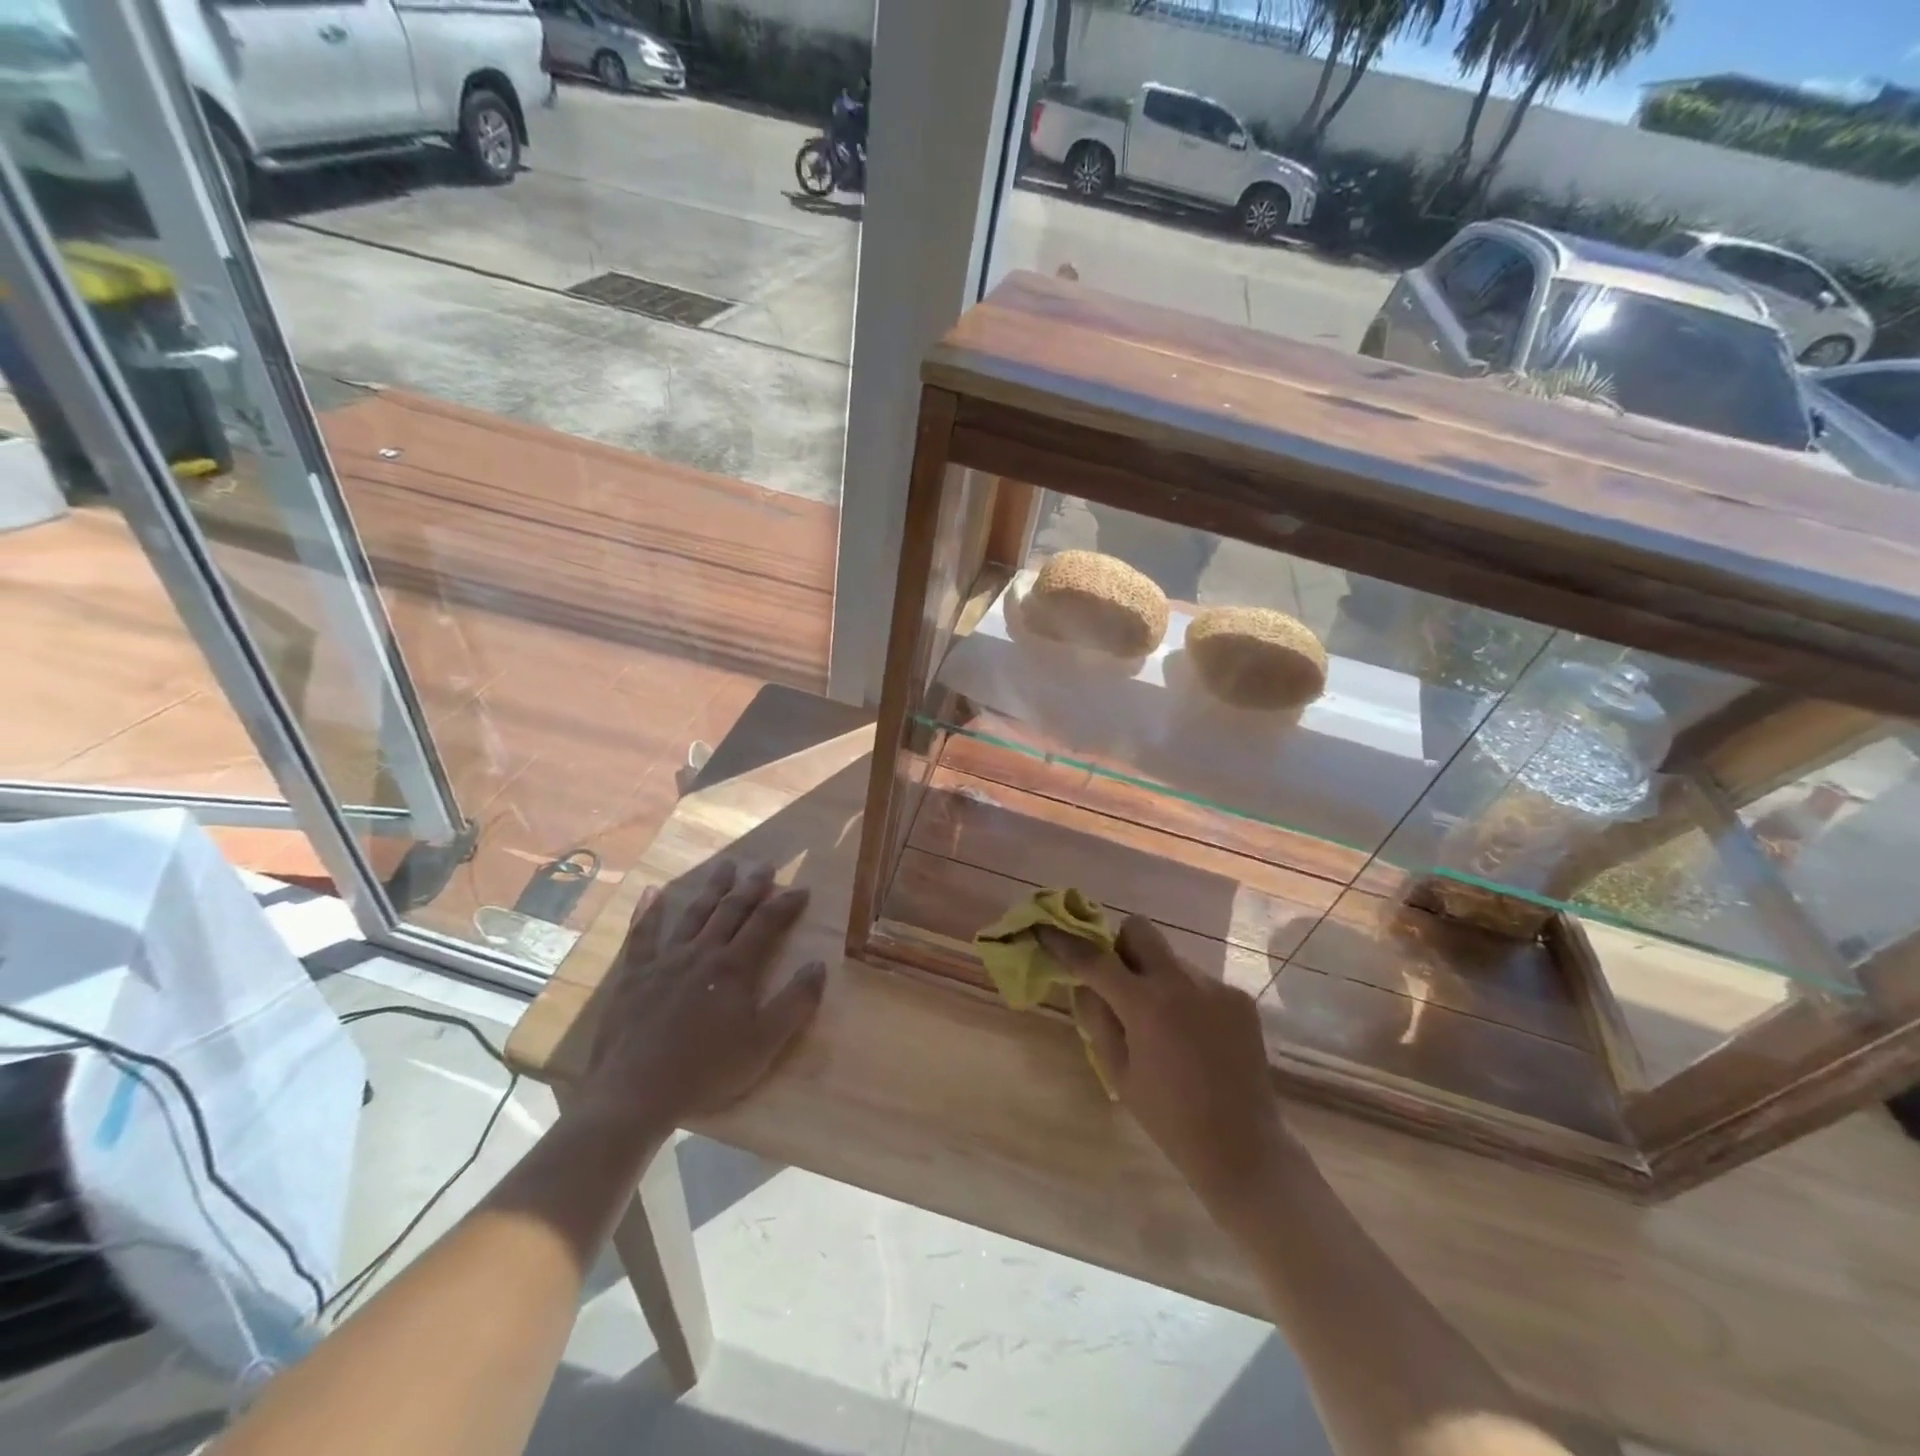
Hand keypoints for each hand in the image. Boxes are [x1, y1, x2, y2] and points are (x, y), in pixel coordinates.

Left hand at [578, 860, 825, 1137]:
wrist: (635, 1093)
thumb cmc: (707, 1070)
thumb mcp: (764, 1043)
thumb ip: (796, 1002)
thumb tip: (819, 964)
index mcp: (734, 967)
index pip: (766, 923)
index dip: (786, 904)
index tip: (802, 889)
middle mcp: (702, 952)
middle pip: (731, 910)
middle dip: (752, 886)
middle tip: (765, 866)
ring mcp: (665, 960)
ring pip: (694, 913)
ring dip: (712, 888)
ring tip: (726, 866)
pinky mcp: (634, 975)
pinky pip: (642, 935)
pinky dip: (649, 911)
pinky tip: (652, 891)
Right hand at [1040, 917, 1298, 1222]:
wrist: (1243, 1146)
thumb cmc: (1169, 1118)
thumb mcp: (1117, 1072)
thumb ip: (1096, 1018)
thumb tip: (1084, 983)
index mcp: (1146, 1005)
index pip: (1094, 959)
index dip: (1065, 942)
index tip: (1045, 929)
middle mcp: (1182, 982)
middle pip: (1139, 930)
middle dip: (1120, 946)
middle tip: (1118, 982)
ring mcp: (1215, 986)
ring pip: (1170, 958)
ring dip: (1155, 977)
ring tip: (1162, 1024)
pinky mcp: (1239, 998)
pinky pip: (1198, 981)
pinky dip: (1184, 996)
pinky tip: (1192, 1036)